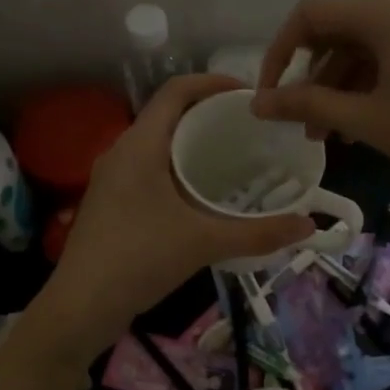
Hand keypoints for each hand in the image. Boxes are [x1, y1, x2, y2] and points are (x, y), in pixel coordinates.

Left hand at [32, 75, 315, 360]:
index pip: (176, 91)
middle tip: (249, 129)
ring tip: (232, 159)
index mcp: (140, 145)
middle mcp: (121, 152)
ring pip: (157, 145)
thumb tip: (309, 226)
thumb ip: (258, 233)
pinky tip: (201, 197)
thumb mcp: (204, 242)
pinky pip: (149, 170)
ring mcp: (112, 179)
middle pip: (168, 115)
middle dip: (208, 115)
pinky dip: (177, 169)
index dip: (213, 82)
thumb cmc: (139, 259)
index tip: (249, 94)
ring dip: (191, 144)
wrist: (80, 307)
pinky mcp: (111, 203)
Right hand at [250, 0, 389, 195]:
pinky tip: (361, 122)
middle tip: (302, 124)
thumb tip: (258, 104)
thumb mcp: (369, 120)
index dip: (280, 52)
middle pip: (340, 30)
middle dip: (313, 78)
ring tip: (329, 134)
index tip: (269, 95)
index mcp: (388, 11)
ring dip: (341, 86)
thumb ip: (308, 104)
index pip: (312, 14)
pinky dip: (371, 83)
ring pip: (367, 46)